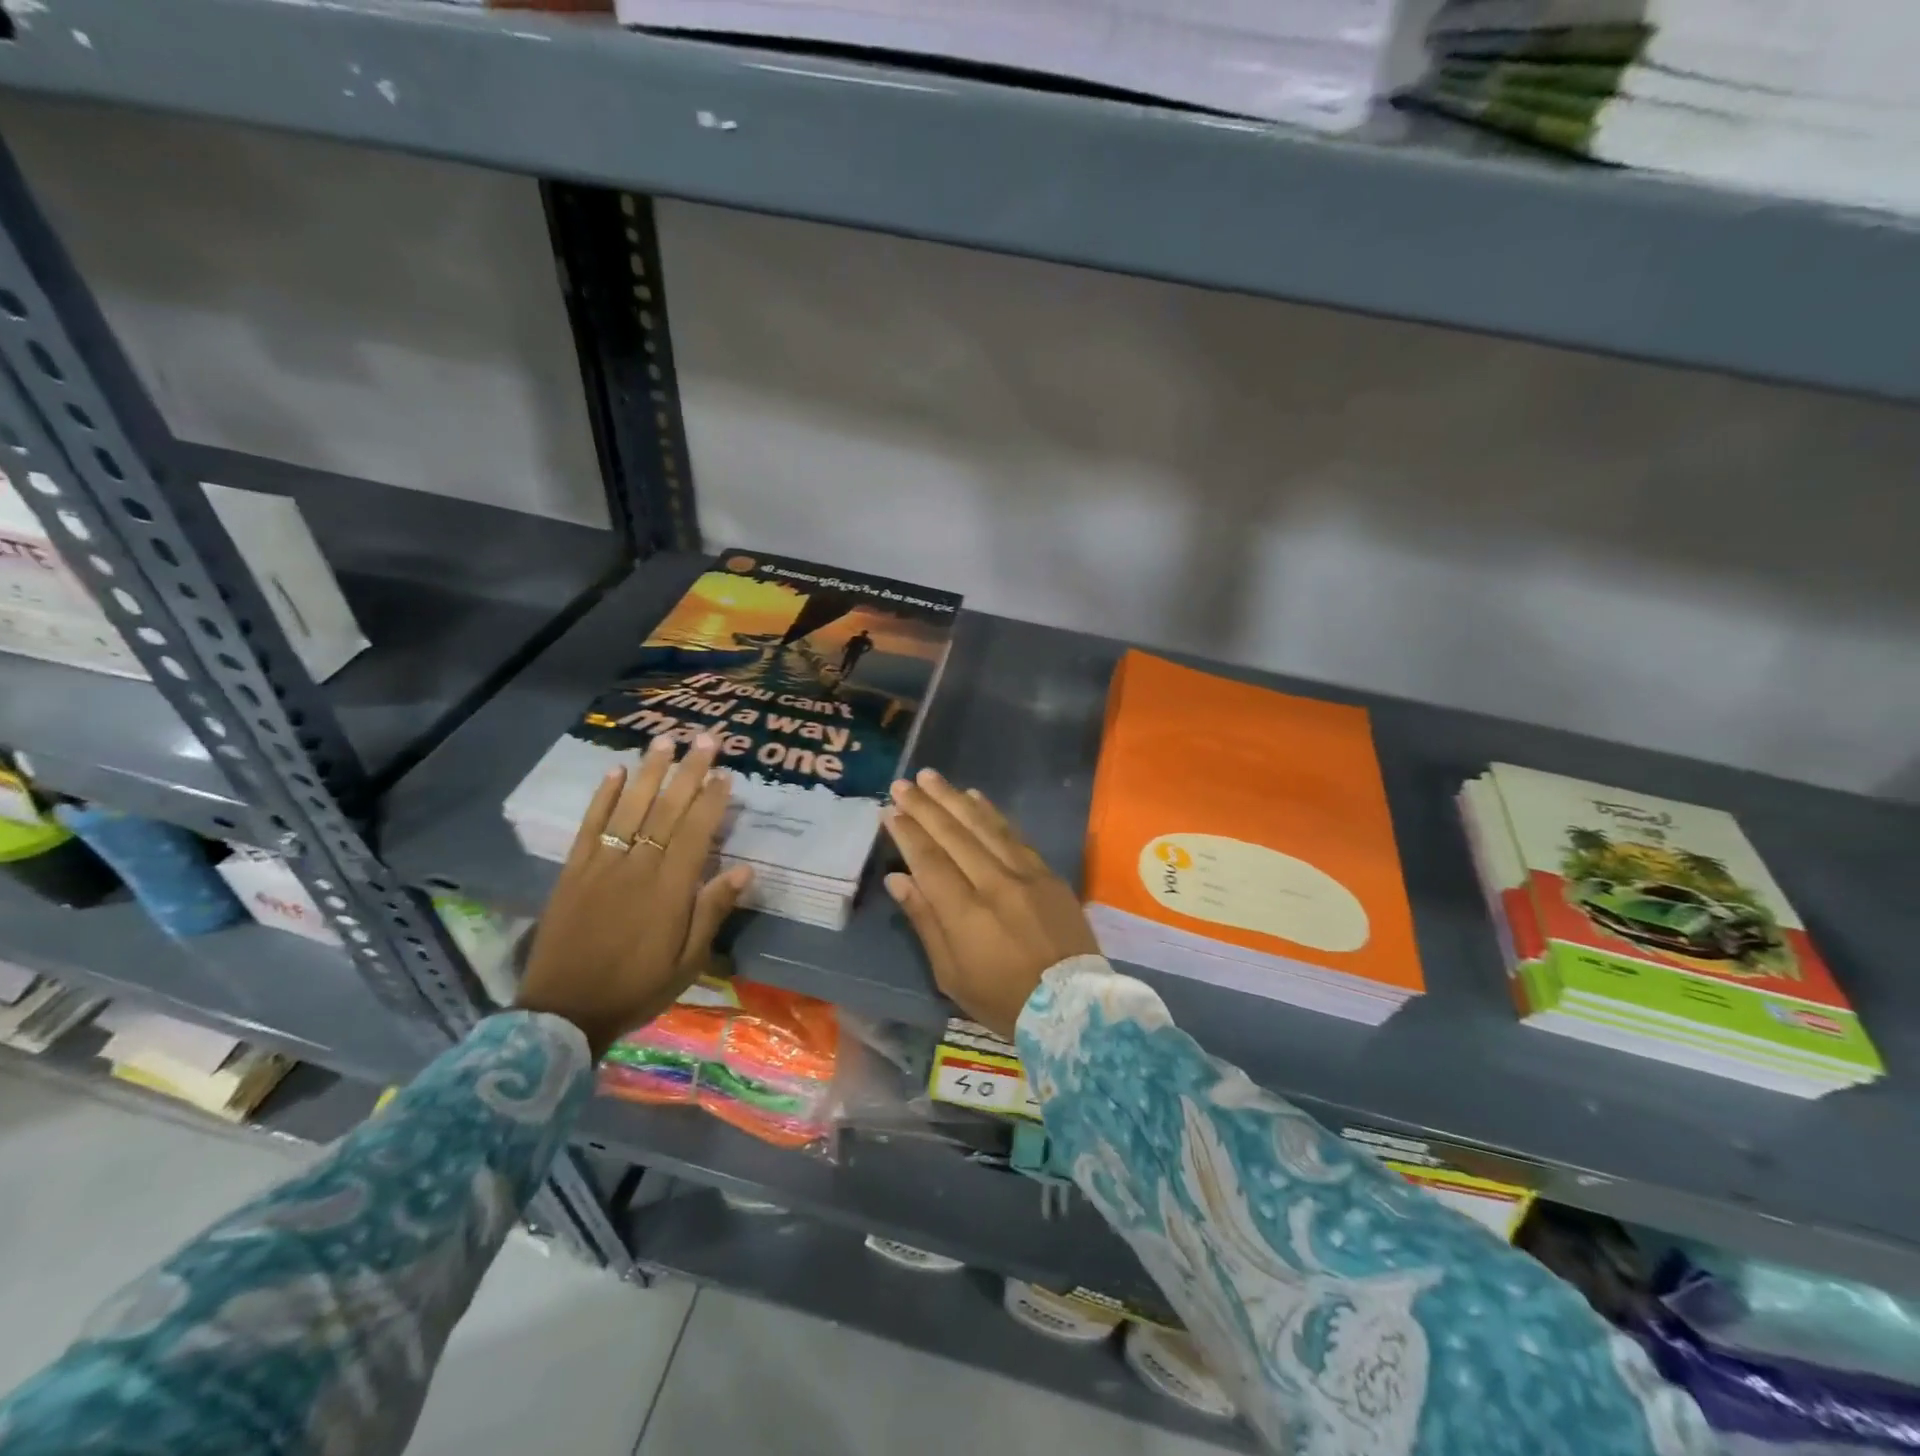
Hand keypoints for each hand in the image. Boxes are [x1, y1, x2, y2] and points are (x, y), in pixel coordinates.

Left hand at [516, 734, 752, 1057]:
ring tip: (665, 741)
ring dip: (649, 772)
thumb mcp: (688, 962)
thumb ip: (712, 912)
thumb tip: (744, 869)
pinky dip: (603, 797)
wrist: (563, 1012)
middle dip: (688, 772)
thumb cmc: (636, 988)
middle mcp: (638, 867)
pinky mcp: (573, 871)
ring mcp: (602, 865)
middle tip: (705, 739)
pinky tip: (615, 771)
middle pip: (667, 810)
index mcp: (670, 890)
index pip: (696, 832)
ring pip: (630, 808)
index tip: (726, 774)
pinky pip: (590, 826)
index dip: (712, 801)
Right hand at [882, 769, 1100, 1039]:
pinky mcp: (1048, 874)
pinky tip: (975, 797)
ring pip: (984, 826)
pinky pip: (1015, 834)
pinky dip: (993, 813)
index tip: (889, 810)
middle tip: (903, 783)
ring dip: (955, 799)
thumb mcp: (952, 974)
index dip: (907, 833)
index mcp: (966, 913)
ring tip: (932, 778)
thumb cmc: (1003, 1000)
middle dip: (925, 806)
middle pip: (954, 835)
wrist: (1072, 1007)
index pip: (929, 861)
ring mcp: (1026, 875)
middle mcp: (995, 884)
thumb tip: (898, 879)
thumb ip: (925, 921)